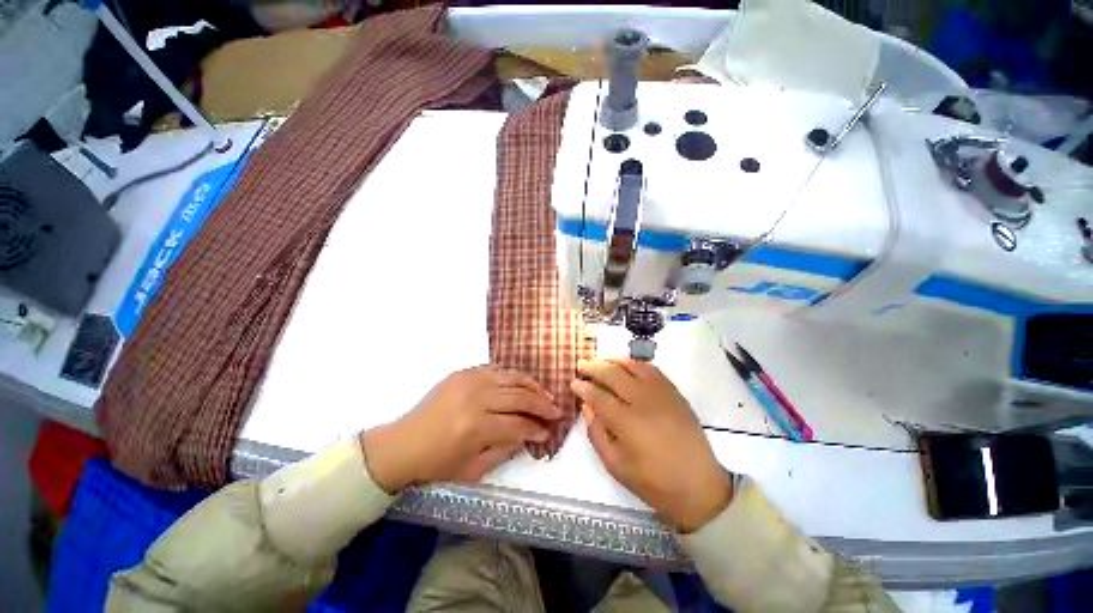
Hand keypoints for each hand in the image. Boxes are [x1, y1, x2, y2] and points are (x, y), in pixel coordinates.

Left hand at [360, 366, 559, 492]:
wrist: (404, 442)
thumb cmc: (437, 462)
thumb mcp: (473, 469)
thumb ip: (505, 450)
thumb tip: (528, 434)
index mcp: (476, 427)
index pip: (518, 424)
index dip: (537, 429)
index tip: (549, 432)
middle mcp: (475, 398)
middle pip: (519, 397)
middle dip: (542, 404)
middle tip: (556, 410)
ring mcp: (469, 380)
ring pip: (512, 377)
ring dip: (532, 386)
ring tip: (545, 394)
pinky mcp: (464, 372)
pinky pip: (497, 369)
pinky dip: (513, 376)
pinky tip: (523, 384)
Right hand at [572, 359, 732, 532]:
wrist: (700, 486)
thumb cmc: (654, 482)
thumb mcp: (616, 466)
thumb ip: (597, 434)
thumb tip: (587, 407)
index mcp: (627, 422)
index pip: (598, 395)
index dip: (583, 387)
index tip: (573, 383)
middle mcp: (643, 400)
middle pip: (613, 373)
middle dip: (594, 367)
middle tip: (582, 365)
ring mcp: (661, 393)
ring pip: (631, 366)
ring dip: (612, 360)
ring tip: (600, 361)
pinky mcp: (674, 392)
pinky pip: (651, 369)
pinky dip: (634, 363)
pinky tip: (626, 366)